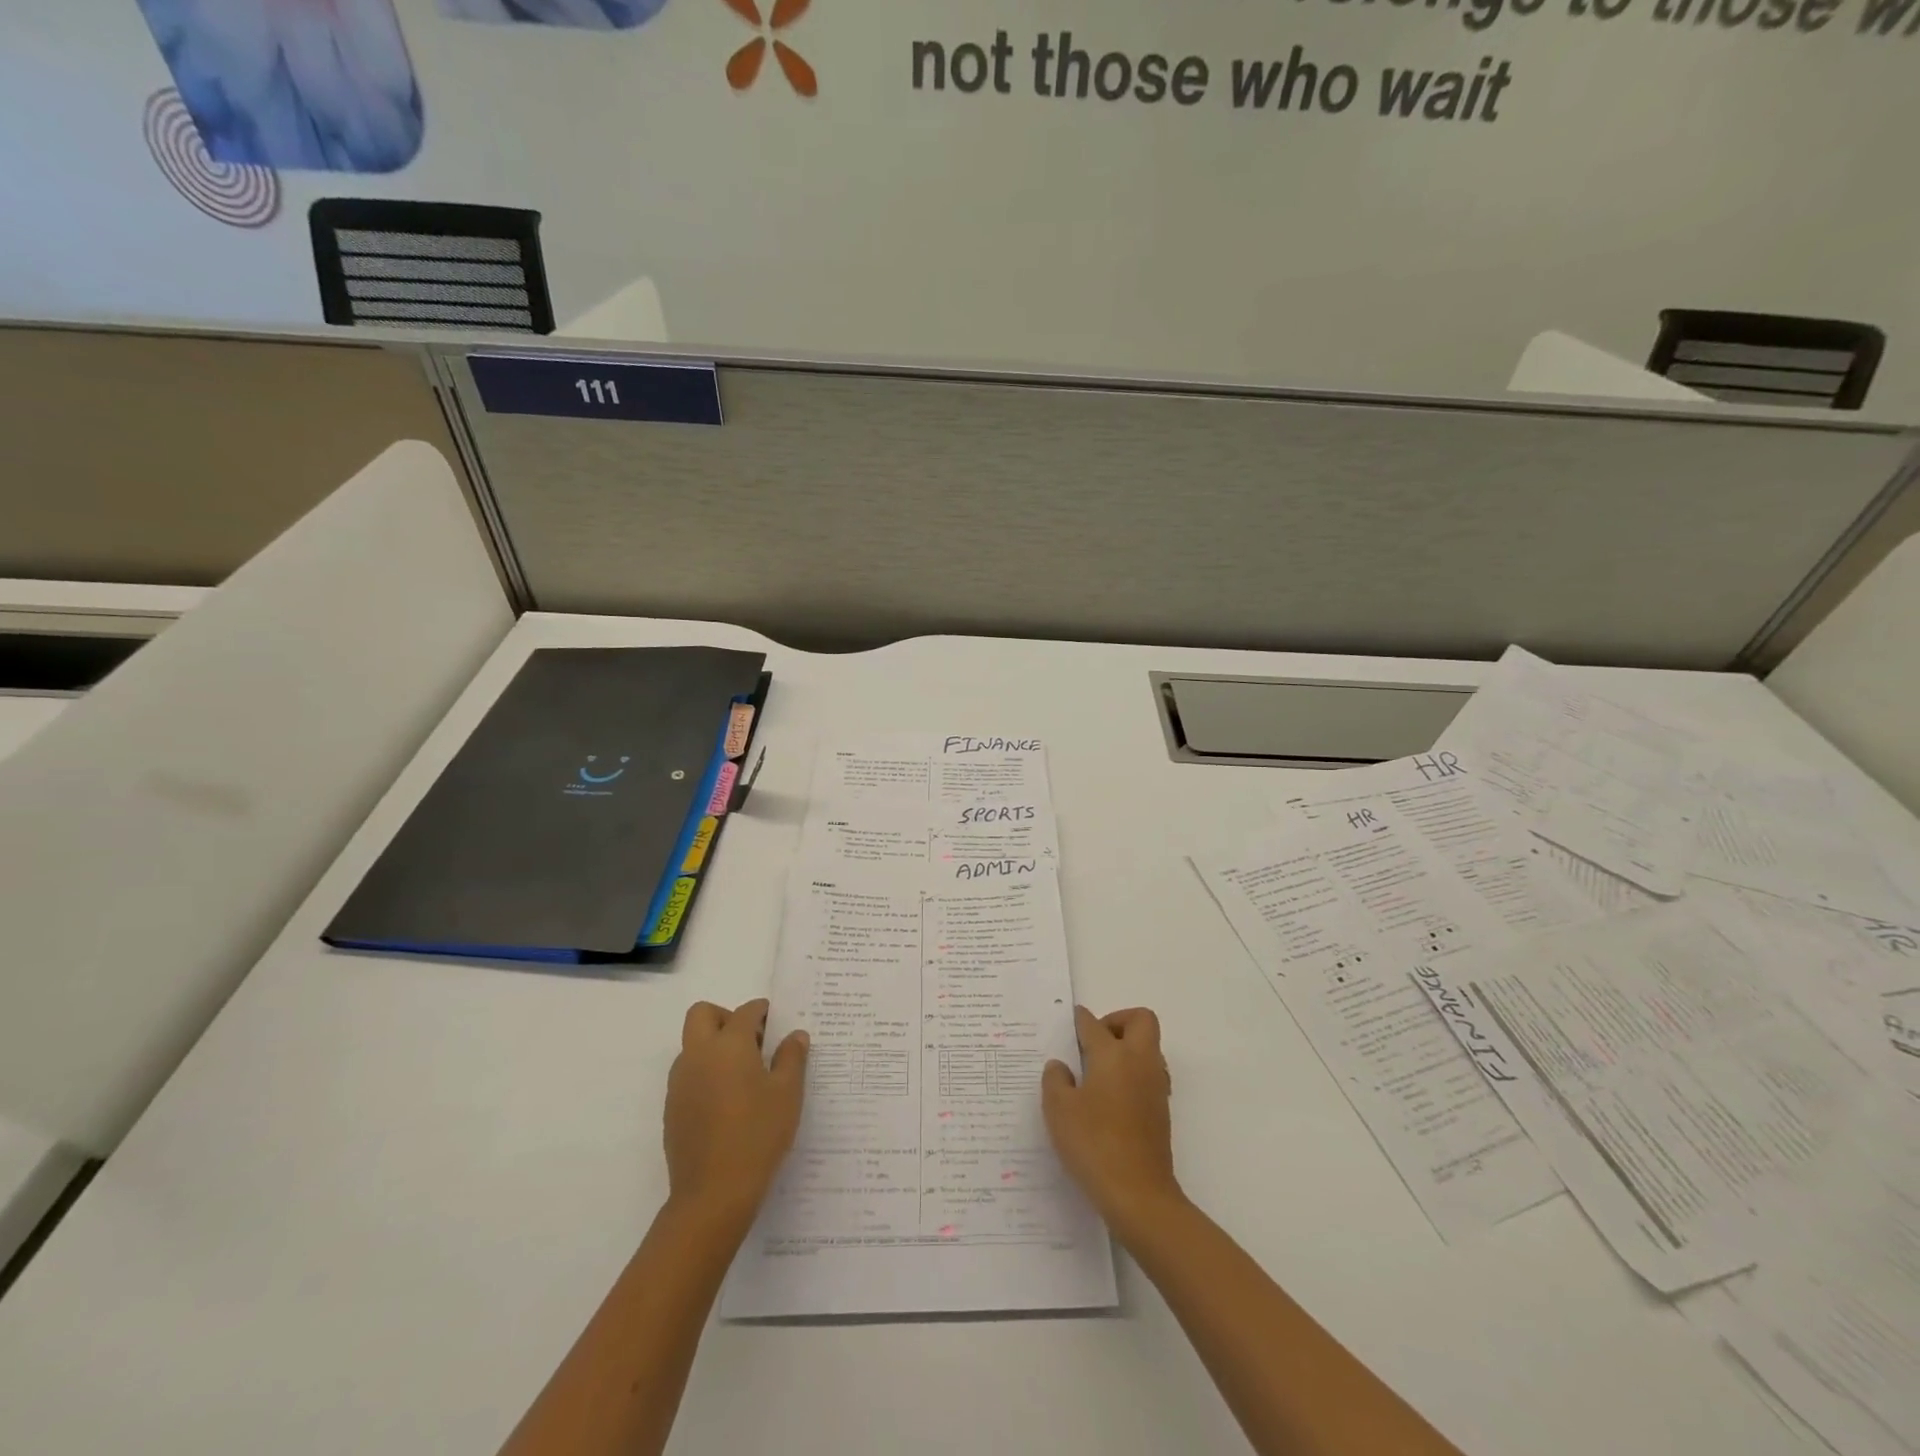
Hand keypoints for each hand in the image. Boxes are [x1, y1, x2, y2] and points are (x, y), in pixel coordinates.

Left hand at [663, 999, 808, 1231]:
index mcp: (728, 1045)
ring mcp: (680, 1083)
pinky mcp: (672, 1109)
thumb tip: (794, 1036)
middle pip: (703, 1014)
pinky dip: (705, 1074)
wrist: (713, 1194)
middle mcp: (698, 1055)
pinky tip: (727, 1103)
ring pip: (692, 1045)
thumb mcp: (787, 1093)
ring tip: (743, 1076)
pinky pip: (687, 1075)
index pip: (745, 1011)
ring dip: (714, 1046)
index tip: (777, 1024)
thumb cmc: (757, 1135)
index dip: (762, 1012)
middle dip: (726, 1017)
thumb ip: (792, 1058)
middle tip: (752, 1041)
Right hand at [1042, 1006, 1181, 1227]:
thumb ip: (1055, 1080)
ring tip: (1096, 1073)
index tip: (1069, 1022)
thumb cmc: (1094, 1144)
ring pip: (1147, 1048)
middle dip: (1117, 1022)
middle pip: (1140, 1020)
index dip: (1079, 1019)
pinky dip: (1131, 1075)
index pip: (1094, 1024)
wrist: (1139, 1195)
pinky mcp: (1161, 1111)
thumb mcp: (1059, 1109)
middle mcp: (1140, 1062)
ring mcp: (1155, 1087)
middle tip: (1092, 1044)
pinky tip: (1108, 1100)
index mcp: (1113, 1054)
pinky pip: (1148, 1075)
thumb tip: (1061, 1066)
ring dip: (1127, 1049)